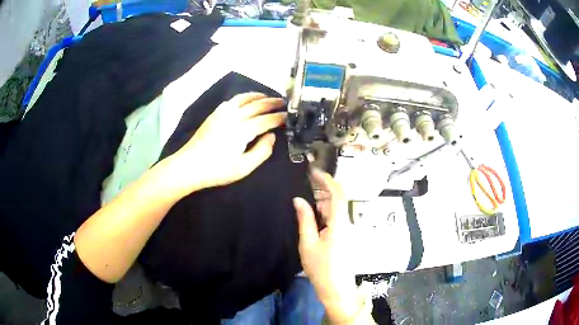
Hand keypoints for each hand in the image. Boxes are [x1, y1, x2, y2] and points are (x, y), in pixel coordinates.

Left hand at [162, 92, 285, 197]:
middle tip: (283, 102)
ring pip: (244, 98)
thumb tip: (271, 136)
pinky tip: (246, 101)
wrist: (189, 166)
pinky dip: (242, 97)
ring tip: (267, 97)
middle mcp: (234, 117)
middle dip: (272, 103)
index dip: (279, 117)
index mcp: (243, 130)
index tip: (289, 116)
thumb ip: (261, 151)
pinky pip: (231, 100)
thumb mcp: (244, 168)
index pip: (266, 120)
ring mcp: (222, 113)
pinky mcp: (214, 114)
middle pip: (257, 105)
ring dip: (258, 96)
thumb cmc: (217, 170)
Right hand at [294, 169, 360, 323]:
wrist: (336, 289)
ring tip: (307, 193)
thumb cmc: (321, 268)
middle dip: (324, 187)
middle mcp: (346, 223)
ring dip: (324, 199)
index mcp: (339, 223)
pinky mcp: (344, 236)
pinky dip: (325, 211)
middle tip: (307, 181)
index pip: (338, 194)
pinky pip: (336, 217)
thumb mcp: (308, 244)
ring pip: (337, 208)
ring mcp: (347, 230)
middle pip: (339, 199)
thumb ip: (305, 220)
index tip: (314, 172)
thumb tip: (298, 200)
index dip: (328, 180)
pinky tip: (314, 212)